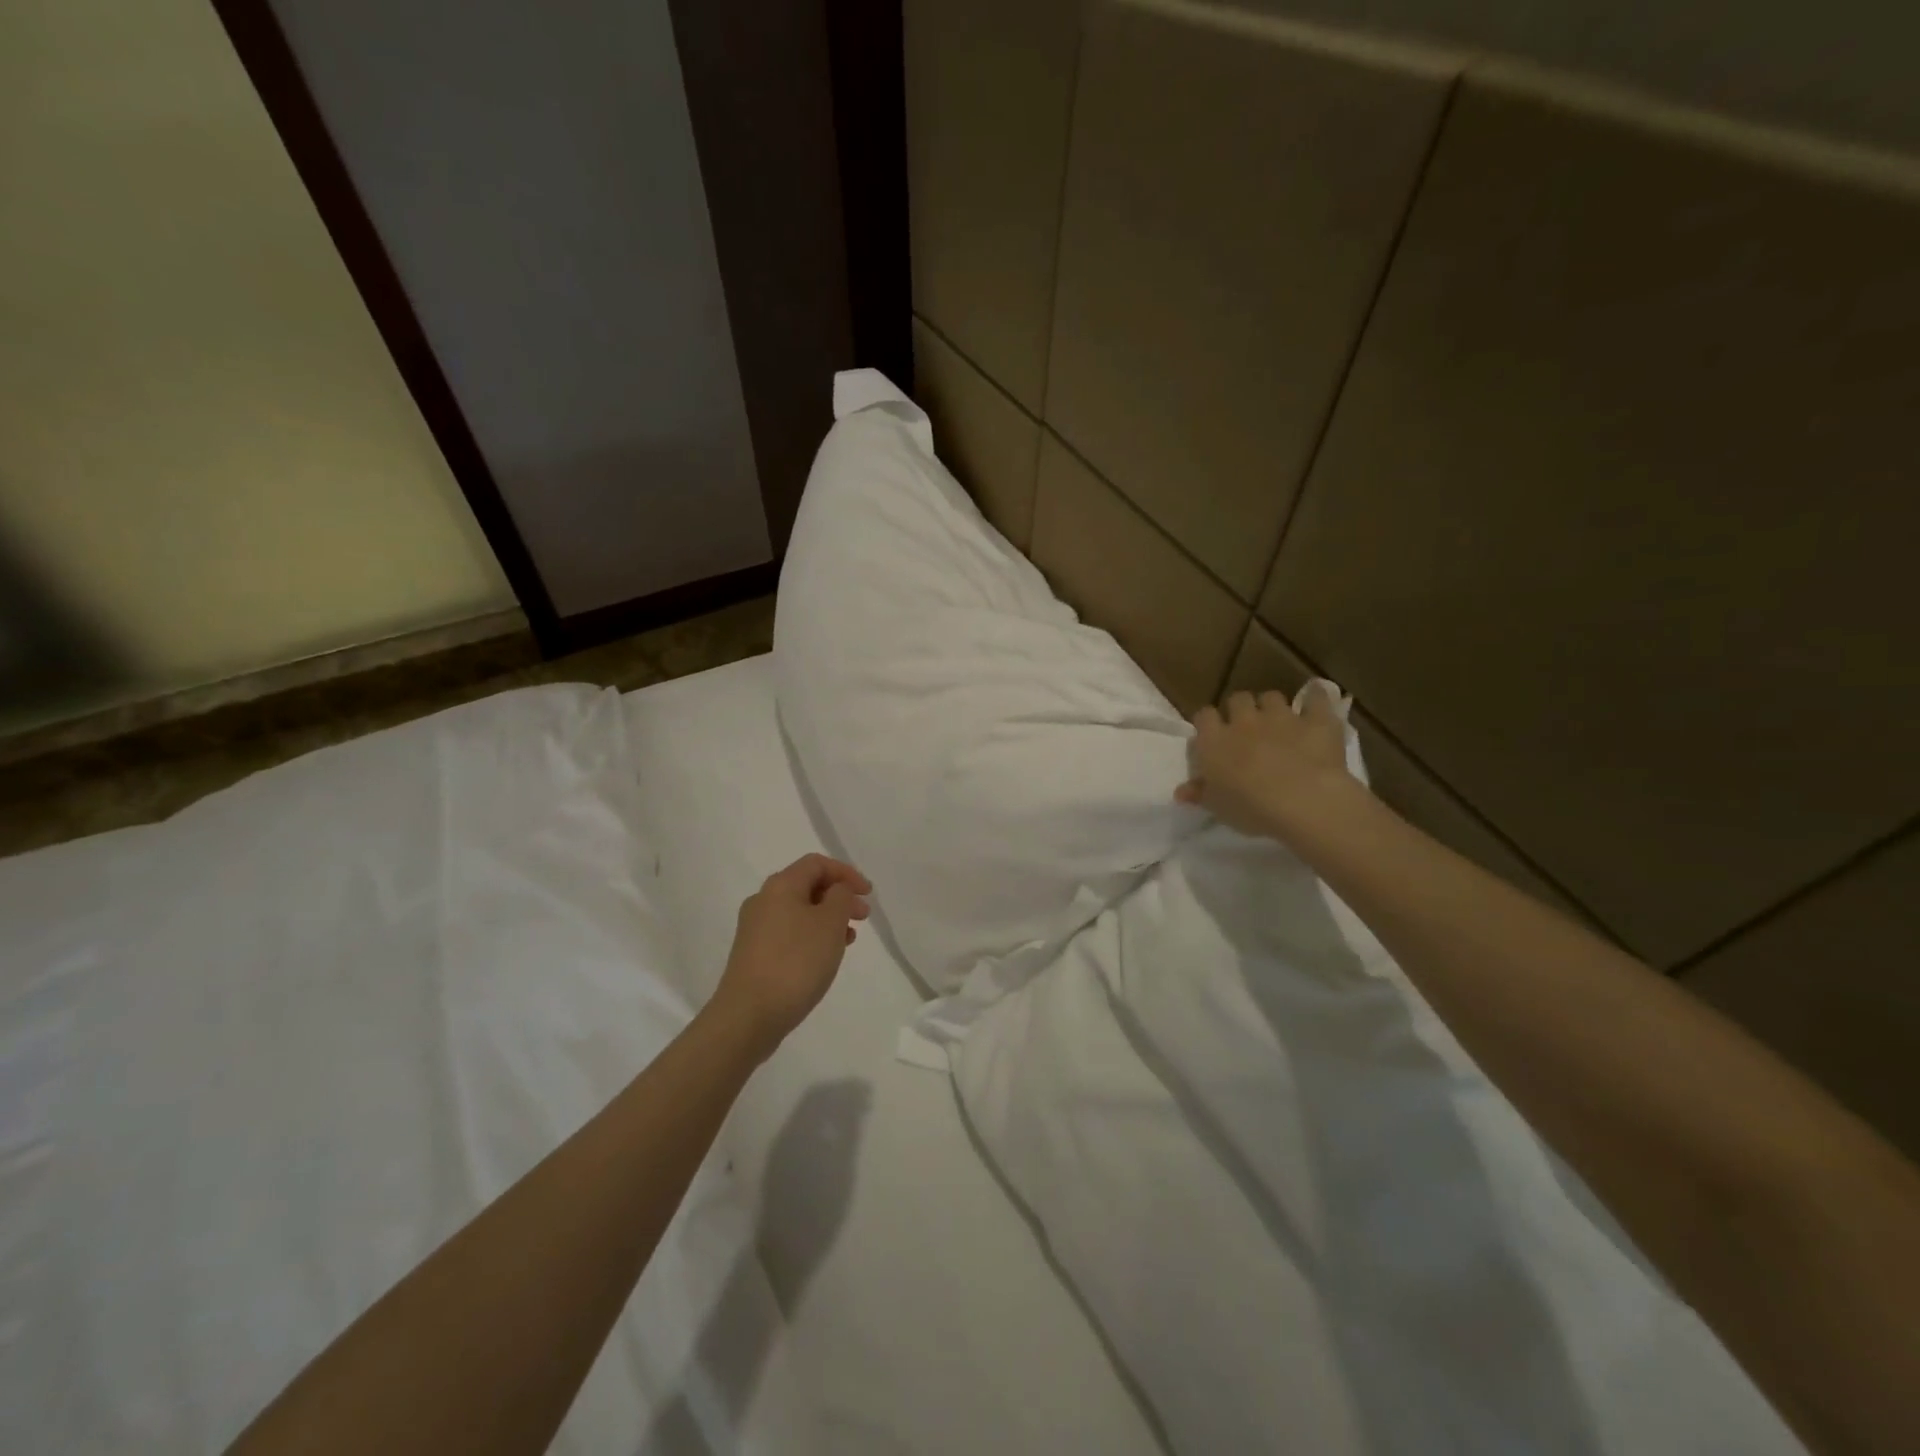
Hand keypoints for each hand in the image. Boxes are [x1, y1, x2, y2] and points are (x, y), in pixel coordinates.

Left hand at [711, 854, 871, 1059]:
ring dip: (827, 918)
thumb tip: (836, 891)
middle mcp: (763, 900)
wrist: (749, 1015)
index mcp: (780, 885)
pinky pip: (789, 933)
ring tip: (848, 939)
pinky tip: (824, 957)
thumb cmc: (796, 962)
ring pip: (799, 911)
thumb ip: (840, 897)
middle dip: (839, 897)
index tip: (868, 894)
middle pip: (807, 885)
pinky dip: (812, 936)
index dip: (846, 873)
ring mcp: (755, 928)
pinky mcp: (753, 954)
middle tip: (863, 916)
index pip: (817, 863)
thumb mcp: (830, 923)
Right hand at [1175, 684, 1361, 842]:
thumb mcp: (1218, 807)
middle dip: (1240, 709)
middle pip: (1237, 699)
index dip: (1208, 723)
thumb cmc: (1251, 807)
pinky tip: (1316, 704)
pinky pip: (1316, 699)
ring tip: (1279, 723)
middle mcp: (1245, 721)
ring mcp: (1282, 717)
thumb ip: (1200, 794)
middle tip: (1246, 729)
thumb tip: (1181, 791)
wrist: (1303, 800)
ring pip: (1272, 697)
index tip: (1213, 735)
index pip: (1203, 716)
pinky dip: (1315, 700)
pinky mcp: (1316, 720)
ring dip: (1272, 707)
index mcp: (1215, 740)